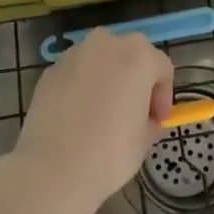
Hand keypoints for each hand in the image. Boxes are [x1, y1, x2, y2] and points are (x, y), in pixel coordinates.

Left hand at [9, 30, 173, 213]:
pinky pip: (76, 74)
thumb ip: (150, 120)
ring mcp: (74, 54)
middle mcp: (106, 44)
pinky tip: (77, 117)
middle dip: (135, 79)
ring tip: (103, 114)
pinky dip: (81, 87)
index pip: (161, 68)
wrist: (52, 169)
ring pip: (100, 61)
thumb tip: (145, 119)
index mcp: (137, 55)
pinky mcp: (50, 71)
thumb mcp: (144, 140)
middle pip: (130, 55)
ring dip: (107, 80)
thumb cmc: (109, 153)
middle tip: (134, 112)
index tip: (158, 120)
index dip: (164, 95)